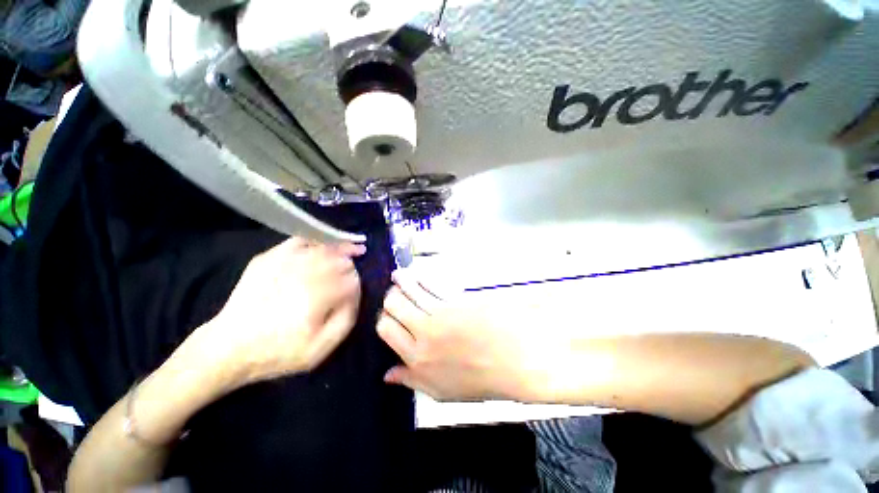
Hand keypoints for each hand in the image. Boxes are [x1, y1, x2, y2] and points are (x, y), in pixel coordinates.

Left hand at [205, 237, 364, 385]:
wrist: (228, 348)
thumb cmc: (280, 351)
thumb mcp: (321, 348)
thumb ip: (346, 317)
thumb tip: (355, 290)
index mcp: (317, 297)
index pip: (349, 278)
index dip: (357, 279)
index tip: (357, 285)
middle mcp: (302, 274)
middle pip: (337, 258)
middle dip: (351, 258)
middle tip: (359, 256)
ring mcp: (283, 263)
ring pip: (321, 247)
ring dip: (338, 245)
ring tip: (350, 246)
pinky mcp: (267, 258)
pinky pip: (298, 241)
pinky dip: (315, 239)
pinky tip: (322, 244)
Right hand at [377, 271, 549, 401]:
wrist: (514, 359)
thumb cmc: (480, 378)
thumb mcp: (442, 391)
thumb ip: (412, 380)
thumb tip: (387, 374)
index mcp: (417, 358)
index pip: (386, 329)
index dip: (383, 319)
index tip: (387, 316)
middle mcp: (423, 332)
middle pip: (394, 305)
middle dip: (390, 298)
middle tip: (393, 295)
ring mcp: (440, 312)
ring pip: (409, 290)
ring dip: (401, 280)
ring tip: (398, 275)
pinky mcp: (455, 299)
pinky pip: (430, 285)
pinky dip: (420, 278)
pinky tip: (418, 276)